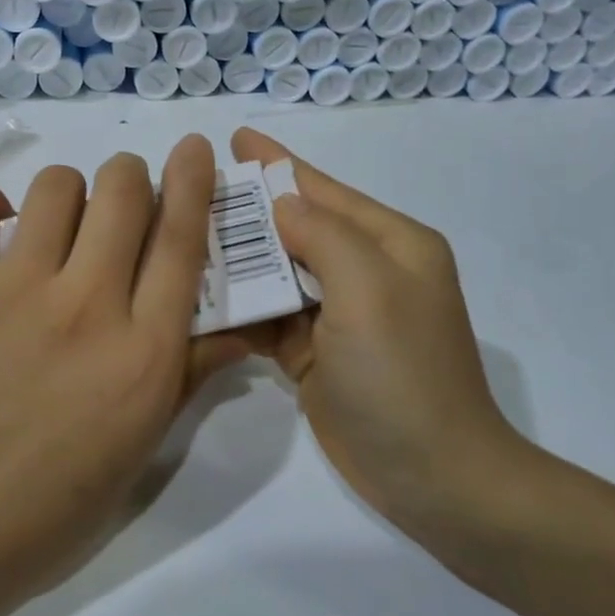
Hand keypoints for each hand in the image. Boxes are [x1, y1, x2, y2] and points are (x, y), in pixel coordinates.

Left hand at [0, 134, 251, 579]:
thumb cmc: (60, 497)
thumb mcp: (145, 443)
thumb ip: (192, 372)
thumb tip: (243, 328)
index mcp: (143, 349)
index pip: (181, 242)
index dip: (192, 183)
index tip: (193, 147)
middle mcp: (87, 304)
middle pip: (122, 193)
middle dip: (130, 177)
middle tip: (122, 199)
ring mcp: (15, 290)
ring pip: (55, 188)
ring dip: (68, 191)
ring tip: (58, 222)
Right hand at [230, 127, 530, 546]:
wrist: (433, 477)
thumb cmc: (403, 374)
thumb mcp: (370, 291)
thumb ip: (324, 236)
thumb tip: (282, 206)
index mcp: (390, 244)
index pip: (324, 190)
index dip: (278, 163)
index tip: (234, 138)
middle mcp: (366, 271)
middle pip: (295, 227)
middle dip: (247, 210)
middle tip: (189, 190)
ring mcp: (339, 314)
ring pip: (277, 271)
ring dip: (237, 258)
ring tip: (181, 235)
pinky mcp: (315, 352)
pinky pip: (270, 315)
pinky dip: (240, 305)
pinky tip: (198, 294)